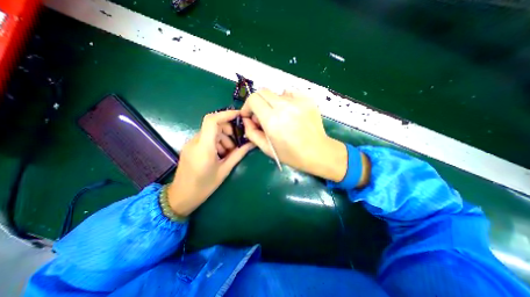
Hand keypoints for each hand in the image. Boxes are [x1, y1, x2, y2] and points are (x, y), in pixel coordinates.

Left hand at [167, 110, 254, 216]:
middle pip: (213, 125)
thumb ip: (238, 154)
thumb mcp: (225, 170)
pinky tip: (221, 154)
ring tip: (229, 152)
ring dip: (223, 137)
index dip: (226, 114)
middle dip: (228, 129)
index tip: (239, 116)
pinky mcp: (190, 147)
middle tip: (237, 142)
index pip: (212, 120)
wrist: (181, 197)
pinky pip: (206, 138)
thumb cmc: (204, 186)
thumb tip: (251, 144)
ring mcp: (191, 144)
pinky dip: (216, 142)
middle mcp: (195, 141)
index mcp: (204, 147)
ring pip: (210, 132)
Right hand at [242, 88, 351, 181]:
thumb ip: (251, 133)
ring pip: (276, 93)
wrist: (318, 152)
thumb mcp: (266, 148)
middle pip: (262, 92)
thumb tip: (246, 120)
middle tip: (262, 116)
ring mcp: (298, 101)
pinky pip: (290, 93)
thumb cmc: (291, 154)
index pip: (253, 99)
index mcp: (273, 120)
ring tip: (278, 116)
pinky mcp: (307, 99)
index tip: (249, 116)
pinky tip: (289, 111)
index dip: (247, 106)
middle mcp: (284, 106)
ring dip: (272, 103)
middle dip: (257, 103)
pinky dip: (285, 100)